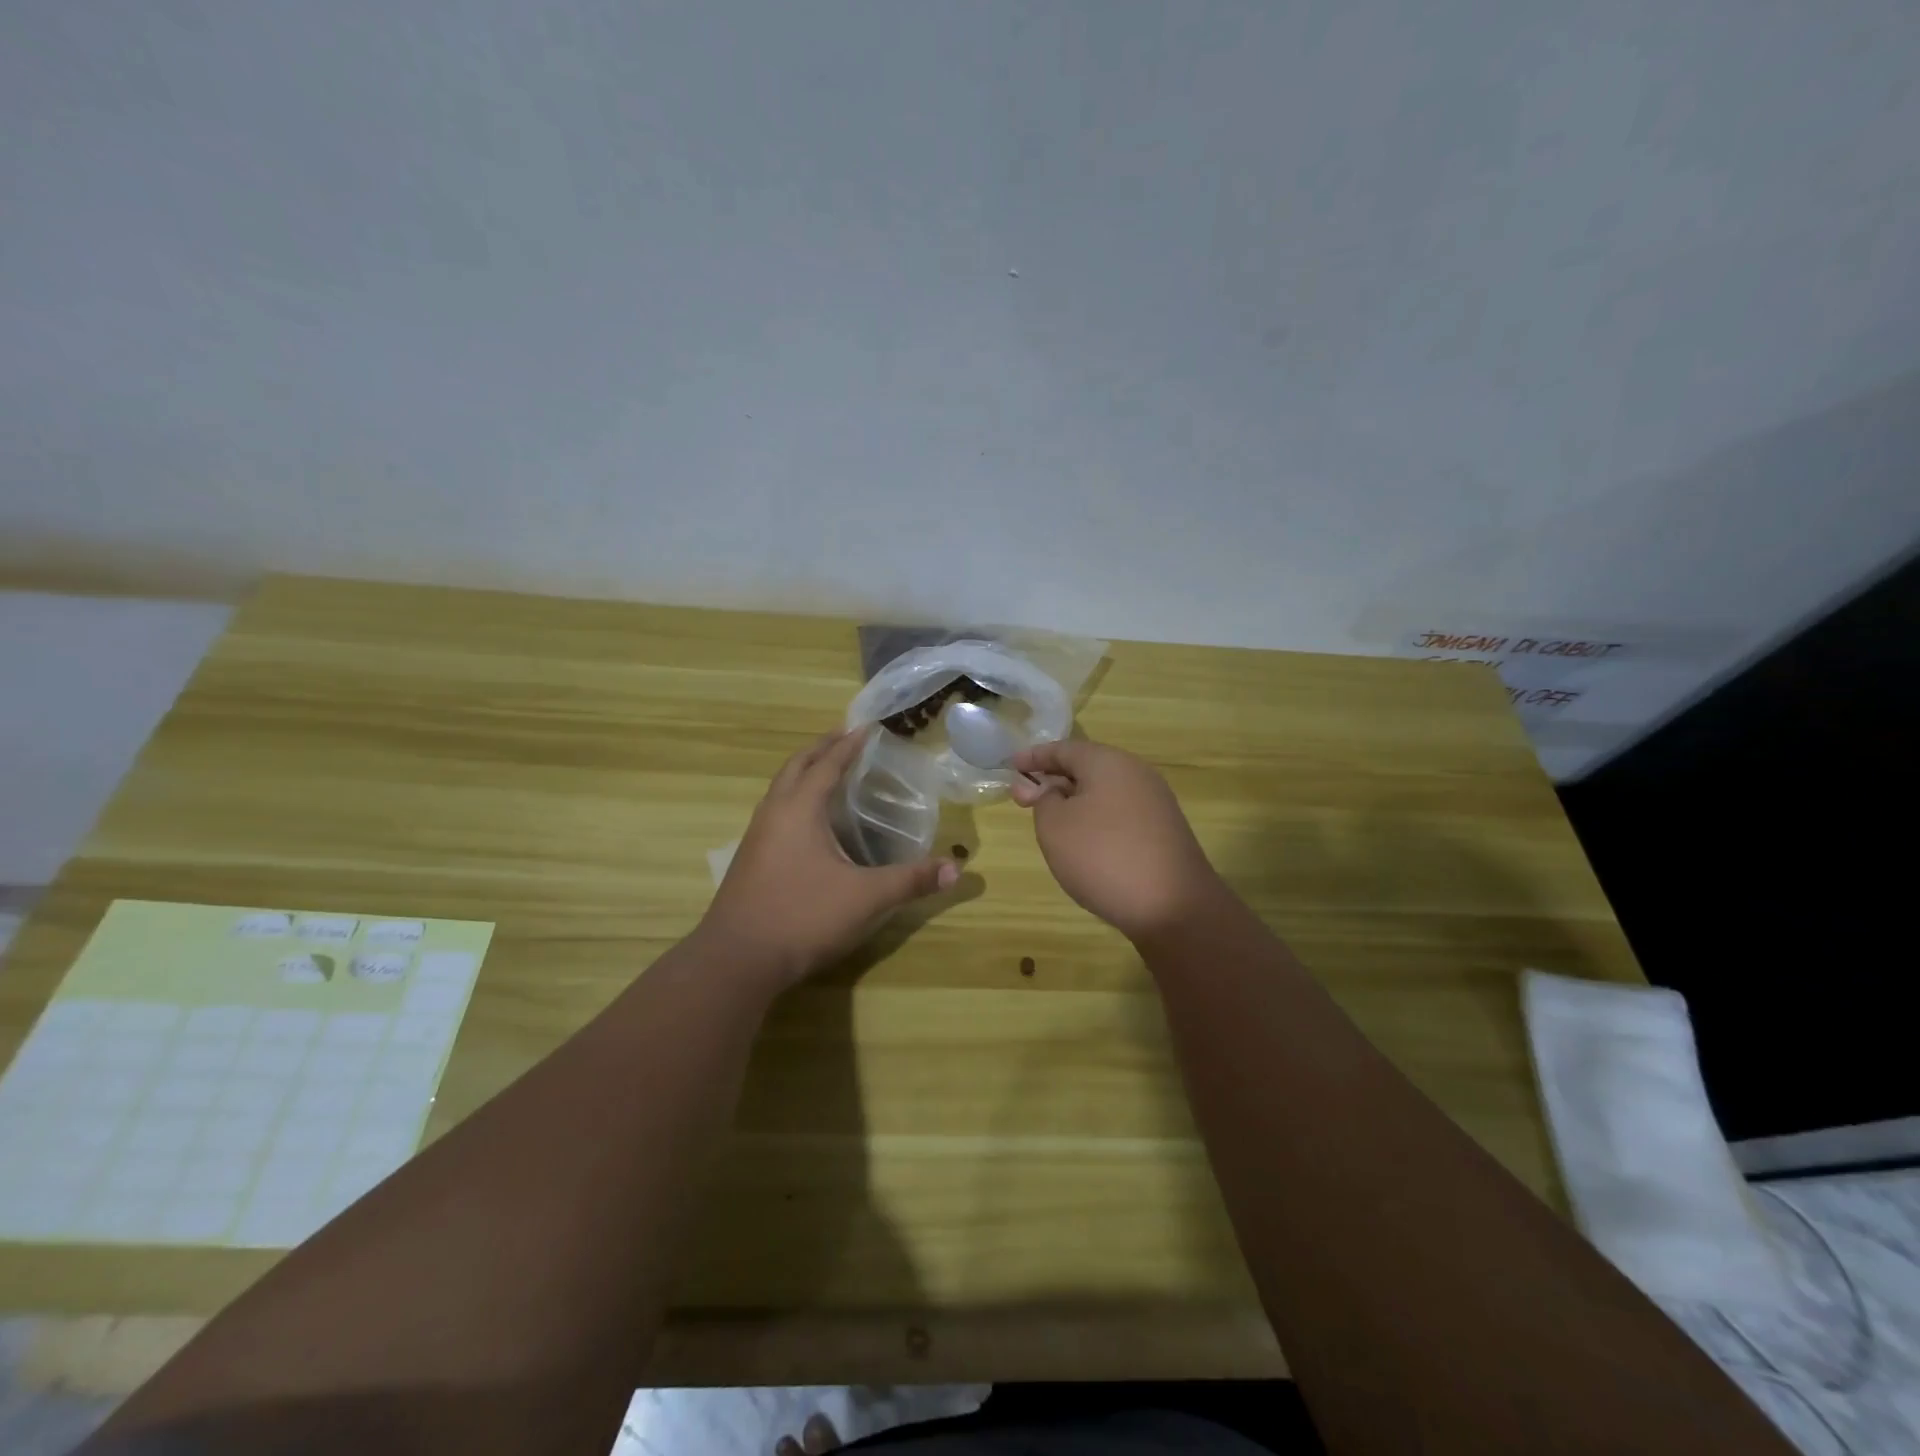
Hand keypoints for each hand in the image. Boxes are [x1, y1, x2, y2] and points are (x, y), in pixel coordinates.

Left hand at [698, 728, 959, 987]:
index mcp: (799, 809)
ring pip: (780, 789)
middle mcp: (774, 813)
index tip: (866, 727)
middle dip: (821, 749)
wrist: (737, 960)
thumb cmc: (802, 916)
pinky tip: (808, 822)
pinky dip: (794, 798)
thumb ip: (911, 881)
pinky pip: (775, 811)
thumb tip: (957, 870)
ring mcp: (757, 837)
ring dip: (803, 772)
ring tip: (827, 772)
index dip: (848, 745)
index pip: (827, 764)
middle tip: (845, 738)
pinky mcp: (750, 859)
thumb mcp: (866, 898)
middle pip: (796, 767)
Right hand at [1011, 738, 1225, 942]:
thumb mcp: (1055, 826)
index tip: (1009, 766)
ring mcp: (1154, 803)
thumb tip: (1049, 790)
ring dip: (1074, 802)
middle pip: (1086, 768)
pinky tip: (1084, 843)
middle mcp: (1136, 773)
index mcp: (1108, 762)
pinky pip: (1119, 814)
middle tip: (1023, 798)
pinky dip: (1095, 819)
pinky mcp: (1163, 831)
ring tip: (1049, 822)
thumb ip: (1042, 800)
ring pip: (1104, 792)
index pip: (1063, 749)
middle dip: (1053, 780)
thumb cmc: (1102, 856)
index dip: (1033, 757)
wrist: (1172, 906)